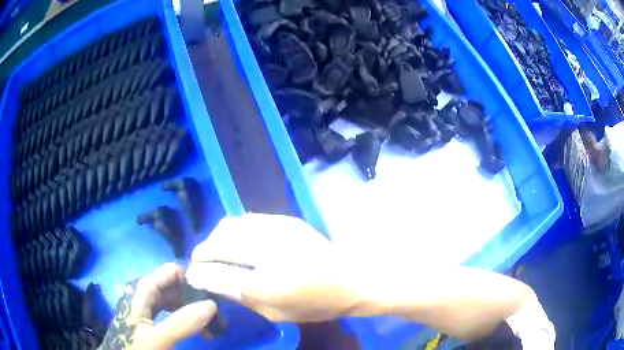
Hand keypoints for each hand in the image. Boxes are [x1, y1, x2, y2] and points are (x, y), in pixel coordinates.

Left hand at [99, 263, 216, 349]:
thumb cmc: (135, 348)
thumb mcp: (158, 339)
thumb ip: (182, 322)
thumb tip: (212, 304)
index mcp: (141, 290)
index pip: (168, 272)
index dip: (190, 277)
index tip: (211, 291)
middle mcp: (142, 293)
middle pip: (171, 285)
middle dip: (191, 296)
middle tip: (213, 313)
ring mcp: (144, 306)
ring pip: (170, 298)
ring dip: (188, 306)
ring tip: (206, 321)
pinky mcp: (146, 318)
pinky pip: (167, 310)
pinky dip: (181, 315)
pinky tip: (191, 325)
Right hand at [186, 213, 363, 322]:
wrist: (352, 279)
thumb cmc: (316, 304)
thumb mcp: (277, 313)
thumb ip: (242, 297)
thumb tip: (212, 281)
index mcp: (270, 283)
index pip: (220, 272)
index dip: (200, 272)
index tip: (191, 274)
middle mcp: (271, 249)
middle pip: (221, 243)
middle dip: (203, 251)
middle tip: (199, 262)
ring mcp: (279, 229)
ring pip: (231, 225)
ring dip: (216, 238)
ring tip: (214, 251)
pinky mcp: (286, 220)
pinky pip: (247, 219)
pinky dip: (233, 229)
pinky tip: (234, 240)